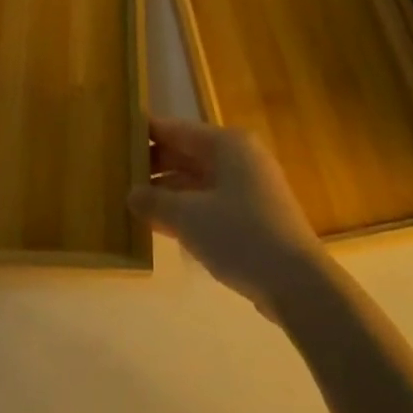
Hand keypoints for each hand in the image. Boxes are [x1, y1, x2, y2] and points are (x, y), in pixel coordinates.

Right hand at [129, 116, 325, 312]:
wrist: (297, 283)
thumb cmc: (240, 235)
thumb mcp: (188, 217)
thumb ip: (154, 202)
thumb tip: (131, 194)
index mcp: (226, 144)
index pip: (176, 129)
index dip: (146, 133)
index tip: (115, 138)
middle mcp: (238, 158)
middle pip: (187, 154)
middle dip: (154, 165)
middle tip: (116, 174)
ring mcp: (248, 188)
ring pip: (197, 181)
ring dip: (167, 191)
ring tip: (130, 202)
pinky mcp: (252, 217)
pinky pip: (209, 203)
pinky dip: (186, 210)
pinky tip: (159, 225)